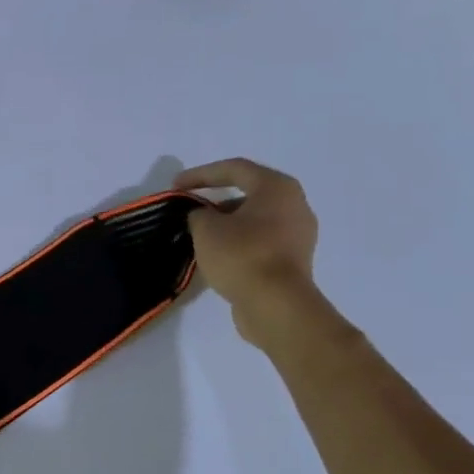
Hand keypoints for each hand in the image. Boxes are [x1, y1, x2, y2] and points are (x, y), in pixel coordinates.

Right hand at [174, 158, 321, 348]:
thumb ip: (198, 214)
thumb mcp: (206, 228)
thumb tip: (202, 217)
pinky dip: (238, 242)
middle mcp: (294, 205)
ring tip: (199, 234)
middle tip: (189, 209)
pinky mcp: (293, 260)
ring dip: (226, 223)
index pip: (234, 169)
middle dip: (215, 200)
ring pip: (255, 219)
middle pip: (248, 193)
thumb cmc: (241, 255)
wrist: (276, 305)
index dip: (200, 174)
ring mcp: (298, 234)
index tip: (175, 187)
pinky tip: (217, 254)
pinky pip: (261, 241)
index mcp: (277, 188)